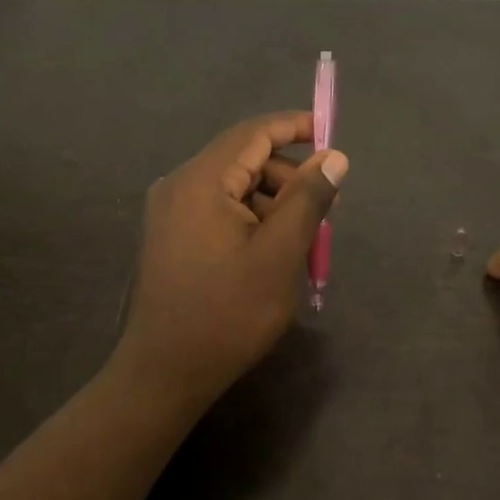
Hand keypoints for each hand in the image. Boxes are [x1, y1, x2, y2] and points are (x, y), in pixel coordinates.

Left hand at [113, 112, 347, 410]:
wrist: (166, 372)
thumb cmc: (228, 313)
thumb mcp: (280, 254)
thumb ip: (308, 198)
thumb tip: (333, 156)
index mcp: (201, 181)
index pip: (253, 133)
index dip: (295, 127)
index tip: (330, 135)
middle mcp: (178, 185)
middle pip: (243, 159)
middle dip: (287, 177)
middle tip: (324, 211)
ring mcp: (169, 211)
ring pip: (233, 187)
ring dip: (271, 203)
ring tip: (300, 241)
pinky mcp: (169, 235)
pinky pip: (217, 209)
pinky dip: (249, 219)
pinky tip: (269, 252)